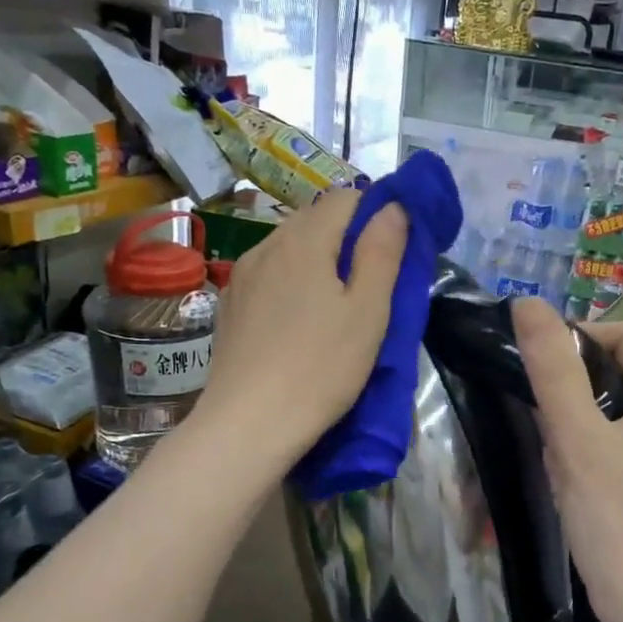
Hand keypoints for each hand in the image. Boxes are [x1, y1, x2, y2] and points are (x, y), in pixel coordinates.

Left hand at [194, 189, 407, 472]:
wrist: (249, 423)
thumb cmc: (321, 368)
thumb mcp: (368, 311)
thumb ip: (382, 252)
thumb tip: (392, 207)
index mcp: (305, 240)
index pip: (346, 198)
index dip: (375, 213)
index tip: (393, 251)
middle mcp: (267, 245)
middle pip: (314, 220)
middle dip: (347, 237)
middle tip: (371, 282)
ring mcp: (242, 276)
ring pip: (289, 248)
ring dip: (317, 261)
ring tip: (335, 305)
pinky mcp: (229, 306)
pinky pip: (268, 276)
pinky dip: (290, 283)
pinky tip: (298, 321)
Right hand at [513, 298, 622, 621]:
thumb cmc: (613, 518)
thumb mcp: (575, 438)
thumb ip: (552, 368)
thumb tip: (527, 303)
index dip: (582, 338)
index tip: (542, 367)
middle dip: (587, 379)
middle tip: (548, 411)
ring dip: (596, 411)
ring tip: (562, 443)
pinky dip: (612, 437)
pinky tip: (586, 469)